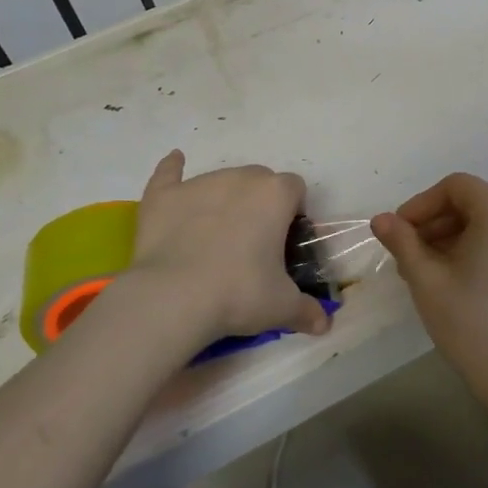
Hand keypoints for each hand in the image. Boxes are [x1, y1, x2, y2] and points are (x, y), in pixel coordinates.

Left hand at [125, 150, 331, 356]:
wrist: (174, 297)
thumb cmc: (239, 294)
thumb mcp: (281, 307)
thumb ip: (307, 310)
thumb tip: (323, 324)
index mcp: (275, 195)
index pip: (295, 189)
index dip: (293, 211)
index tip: (285, 240)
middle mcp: (240, 178)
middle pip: (259, 180)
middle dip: (260, 203)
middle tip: (253, 243)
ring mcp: (200, 183)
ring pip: (221, 180)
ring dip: (225, 198)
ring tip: (215, 237)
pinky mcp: (164, 195)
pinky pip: (169, 172)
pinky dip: (173, 170)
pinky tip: (175, 163)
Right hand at [371, 174, 487, 398]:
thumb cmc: (469, 320)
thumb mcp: (426, 278)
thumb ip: (402, 241)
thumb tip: (380, 219)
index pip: (455, 186)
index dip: (421, 203)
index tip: (398, 231)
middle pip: (469, 202)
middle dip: (432, 222)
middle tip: (404, 254)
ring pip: (481, 224)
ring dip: (447, 237)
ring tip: (420, 270)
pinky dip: (469, 250)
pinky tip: (446, 280)